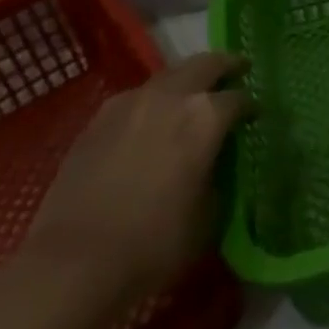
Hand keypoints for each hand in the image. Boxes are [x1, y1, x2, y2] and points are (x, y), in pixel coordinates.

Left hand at [22, 53, 250, 303]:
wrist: (73, 264)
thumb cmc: (153, 244)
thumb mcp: (207, 216)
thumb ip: (217, 176)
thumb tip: (214, 165)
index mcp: (205, 117)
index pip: (238, 99)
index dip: (251, 106)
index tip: (255, 115)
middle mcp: (171, 97)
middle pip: (206, 64)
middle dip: (225, 65)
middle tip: (237, 70)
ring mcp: (130, 103)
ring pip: (169, 75)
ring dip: (186, 79)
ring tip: (192, 94)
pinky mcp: (98, 119)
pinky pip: (136, 97)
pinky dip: (152, 99)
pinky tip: (150, 119)